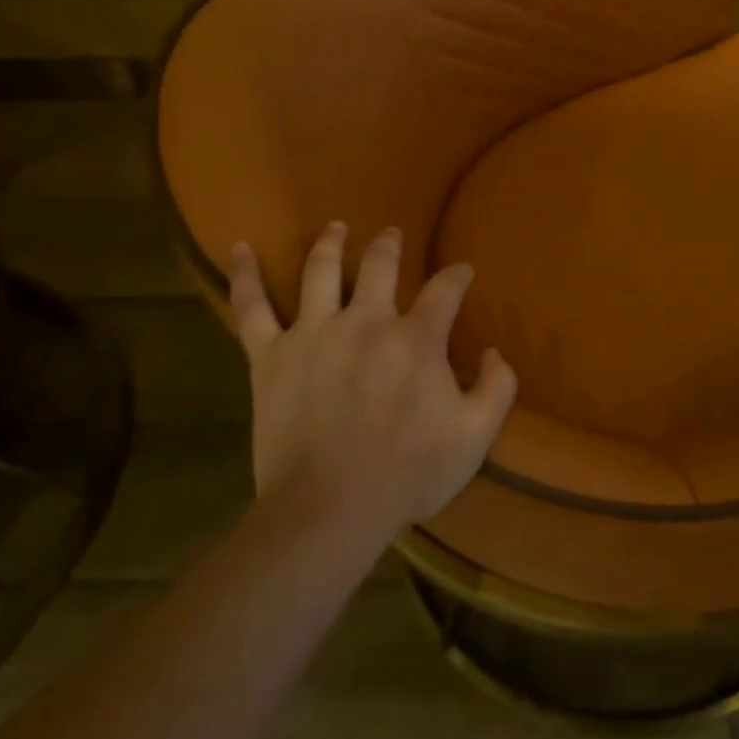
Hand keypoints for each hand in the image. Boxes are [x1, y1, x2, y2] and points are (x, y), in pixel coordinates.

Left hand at [226, 223, 516, 544]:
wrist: (327, 511)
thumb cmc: (407, 475)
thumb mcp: (475, 437)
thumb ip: (497, 388)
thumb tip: (494, 352)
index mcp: (417, 338)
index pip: (445, 289)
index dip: (458, 276)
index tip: (463, 272)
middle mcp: (366, 321)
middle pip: (380, 264)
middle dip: (390, 244)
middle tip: (393, 235)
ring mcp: (314, 333)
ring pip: (321, 270)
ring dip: (331, 243)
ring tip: (336, 227)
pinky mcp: (271, 357)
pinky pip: (252, 309)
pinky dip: (245, 276)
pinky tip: (240, 249)